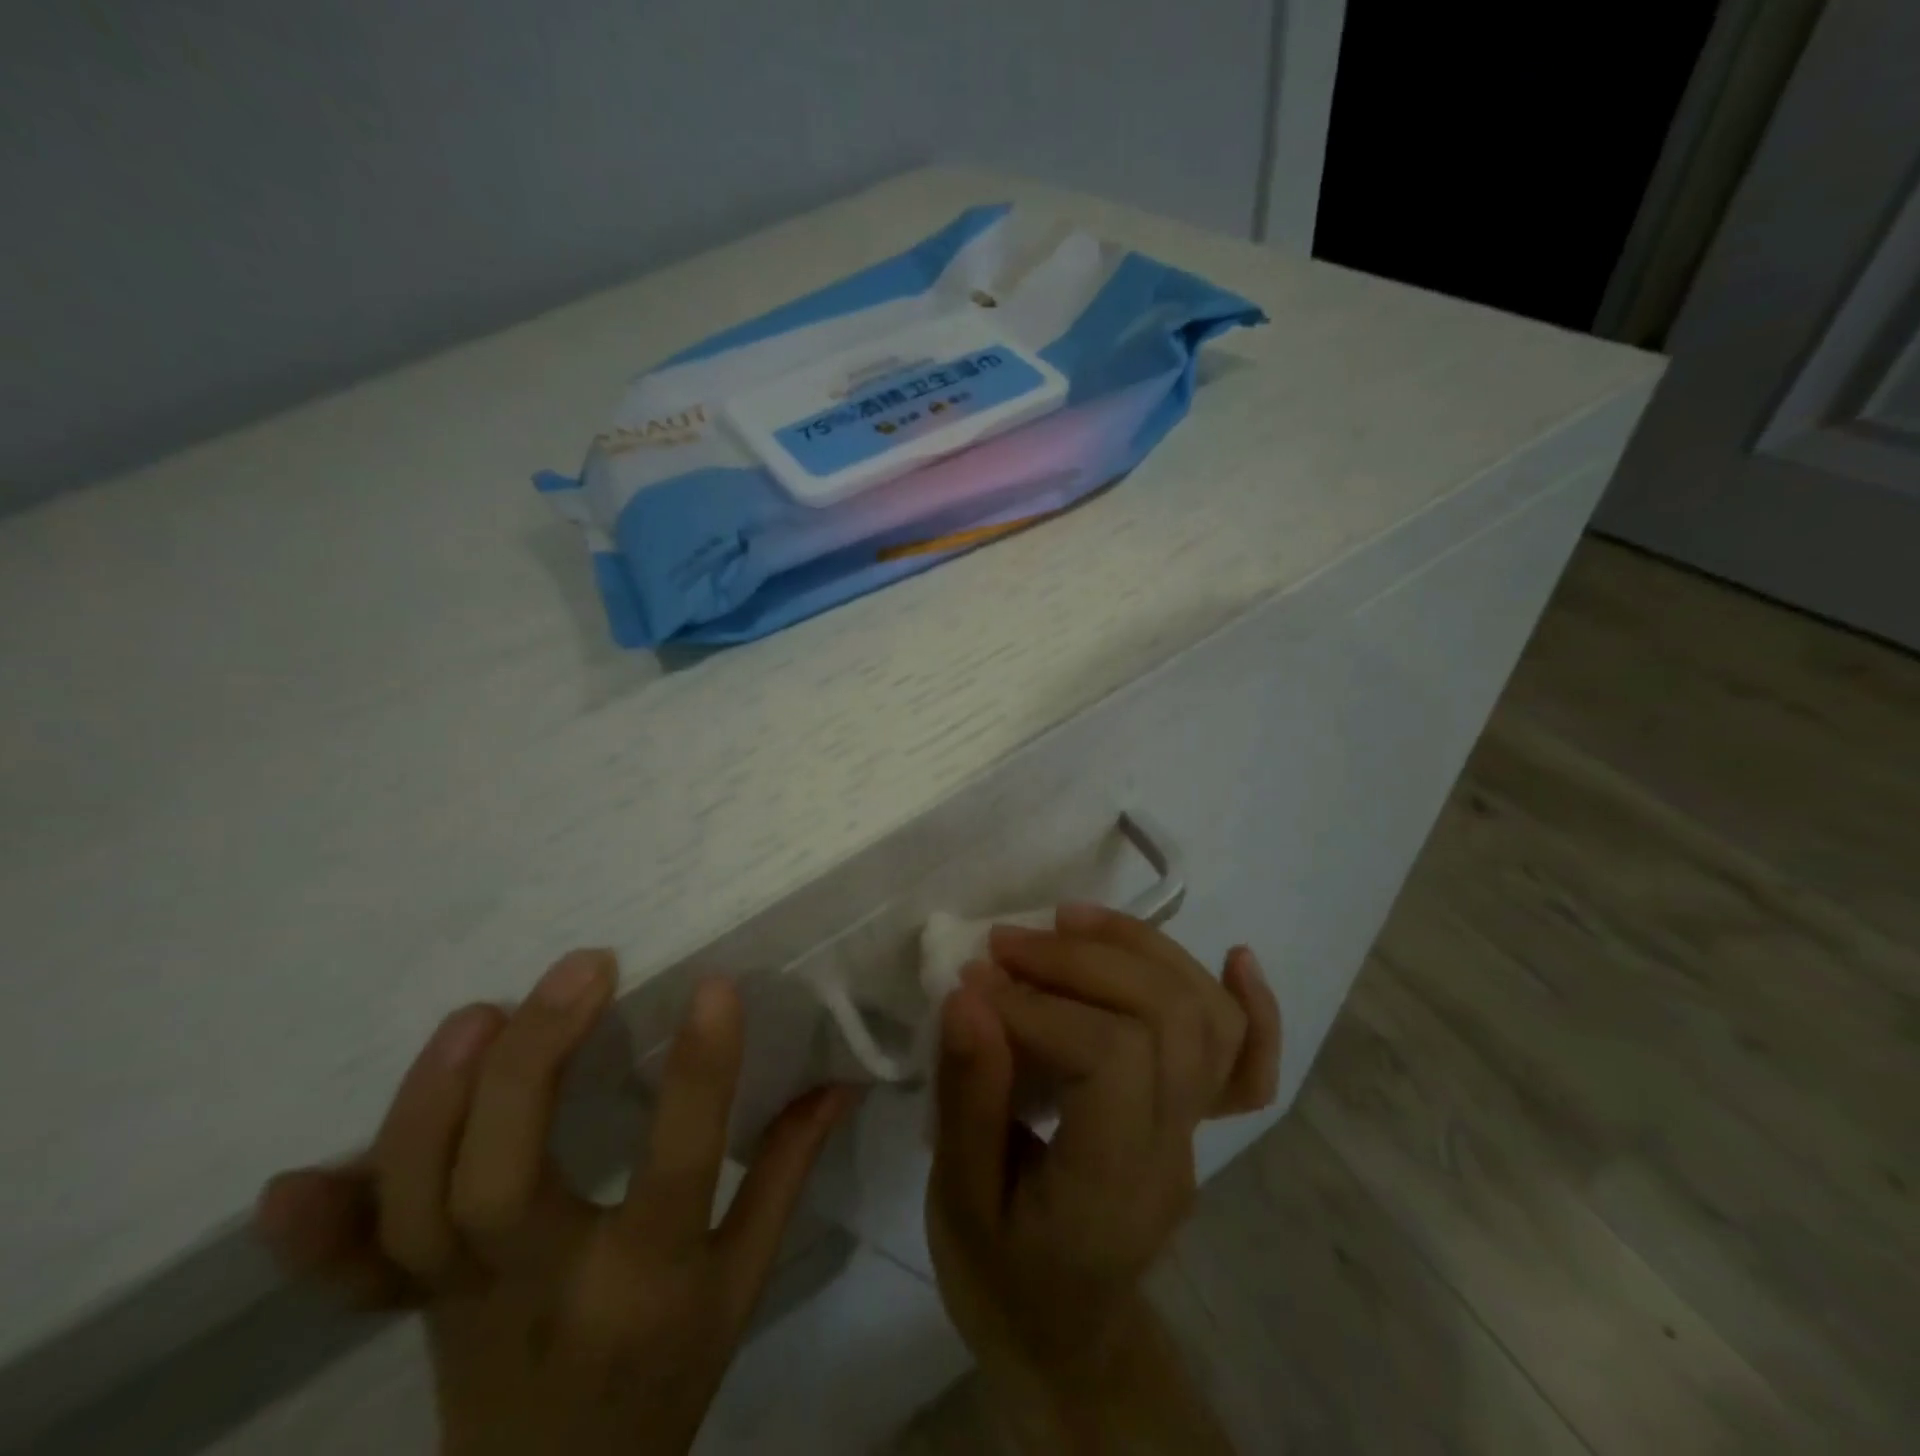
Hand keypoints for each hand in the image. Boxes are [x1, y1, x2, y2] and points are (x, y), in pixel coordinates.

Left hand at [256, 951, 856, 1455]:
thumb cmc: (670, 1371)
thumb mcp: (745, 1281)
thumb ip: (785, 1172)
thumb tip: (838, 1079)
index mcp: (646, 1283)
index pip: (677, 1165)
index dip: (699, 1072)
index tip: (715, 987)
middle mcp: (541, 1290)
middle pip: (503, 1180)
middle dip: (536, 1060)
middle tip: (586, 968)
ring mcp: (457, 1303)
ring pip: (416, 1208)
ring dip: (437, 1102)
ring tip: (486, 1011)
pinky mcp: (410, 1308)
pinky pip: (347, 1278)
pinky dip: (316, 1231)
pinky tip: (289, 1179)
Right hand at [926, 906, 1279, 1444]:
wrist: (1063, 1336)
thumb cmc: (999, 1277)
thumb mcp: (959, 1201)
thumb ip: (967, 1098)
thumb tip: (967, 994)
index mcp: (1110, 1184)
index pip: (1111, 1057)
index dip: (1040, 1005)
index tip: (975, 985)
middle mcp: (1173, 1147)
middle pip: (1167, 1018)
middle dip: (1082, 960)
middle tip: (1007, 943)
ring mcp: (1196, 1131)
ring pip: (1207, 1016)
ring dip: (1140, 950)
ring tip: (1069, 921)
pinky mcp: (1195, 1116)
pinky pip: (1246, 1059)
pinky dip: (1248, 1002)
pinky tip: (1236, 957)